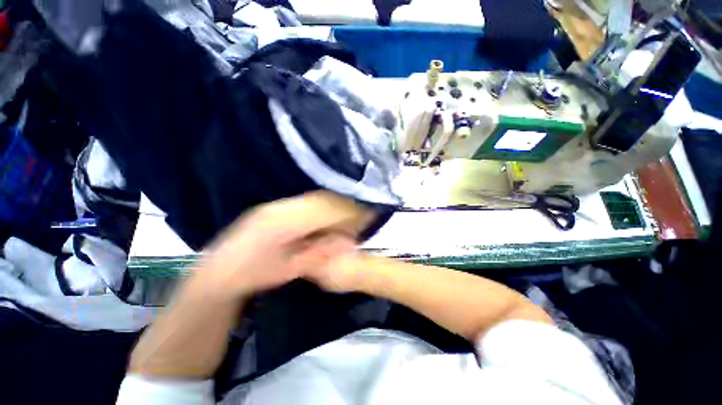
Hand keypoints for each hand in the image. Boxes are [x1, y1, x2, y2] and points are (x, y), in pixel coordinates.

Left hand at [195, 191, 375, 299]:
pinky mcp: (277, 207)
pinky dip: (327, 209)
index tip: (368, 217)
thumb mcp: (288, 270)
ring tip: (352, 218)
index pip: (323, 210)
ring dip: (338, 206)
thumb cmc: (252, 276)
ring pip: (317, 198)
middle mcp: (280, 206)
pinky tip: (334, 219)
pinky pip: (310, 202)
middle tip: (364, 217)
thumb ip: (317, 255)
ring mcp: (278, 204)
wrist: (218, 272)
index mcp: (280, 223)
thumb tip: (347, 244)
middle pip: (322, 199)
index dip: (348, 212)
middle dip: (347, 207)